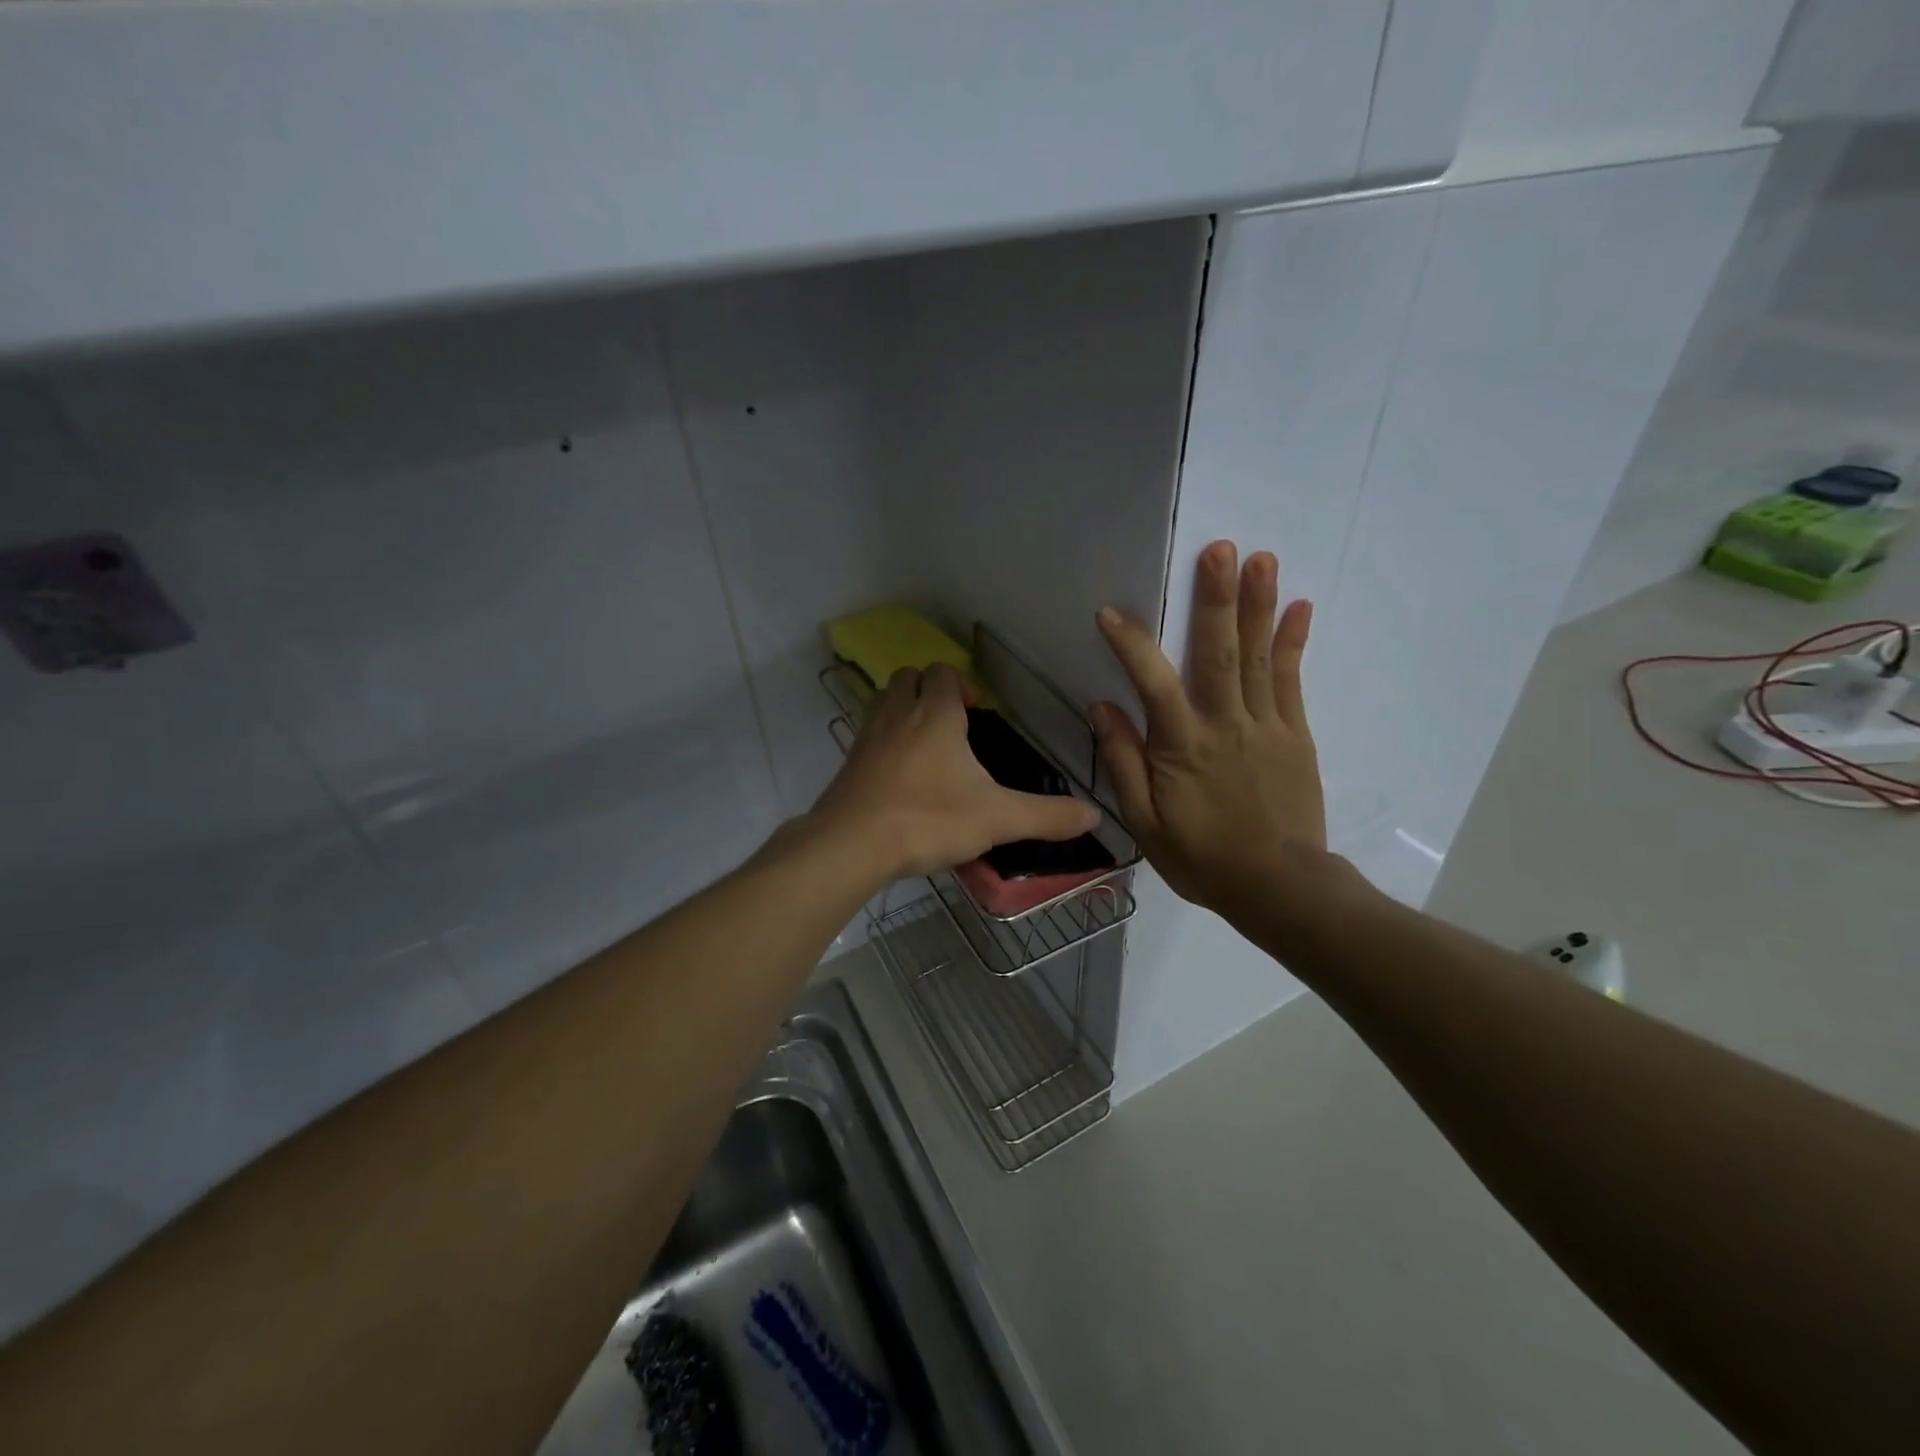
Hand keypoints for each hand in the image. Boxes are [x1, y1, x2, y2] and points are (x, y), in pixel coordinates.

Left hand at [811, 663, 1098, 879]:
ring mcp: (868, 736)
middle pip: (909, 677)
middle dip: (930, 689)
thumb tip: (1094, 815)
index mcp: (936, 714)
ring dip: (904, 709)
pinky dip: (884, 741)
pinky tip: (899, 776)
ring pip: (884, 701)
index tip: (978, 713)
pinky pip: (868, 735)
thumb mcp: (997, 819)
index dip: (962, 684)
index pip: (944, 673)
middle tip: (951, 723)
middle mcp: (898, 714)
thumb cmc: (929, 819)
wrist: (852, 844)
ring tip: (927, 745)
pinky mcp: (848, 763)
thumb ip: (1046, 816)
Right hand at [1091, 541, 1328, 931]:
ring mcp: (1266, 726)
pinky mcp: (1295, 735)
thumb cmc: (1202, 858)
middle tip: (1221, 549)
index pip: (1152, 682)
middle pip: (1219, 653)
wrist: (1279, 886)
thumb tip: (1103, 707)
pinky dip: (1294, 642)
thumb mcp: (1144, 822)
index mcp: (1182, 746)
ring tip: (1261, 559)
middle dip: (1217, 599)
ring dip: (1259, 606)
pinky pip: (1292, 681)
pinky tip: (1299, 607)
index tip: (1110, 611)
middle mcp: (1225, 724)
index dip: (1131, 644)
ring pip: (1258, 657)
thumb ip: (1123, 761)